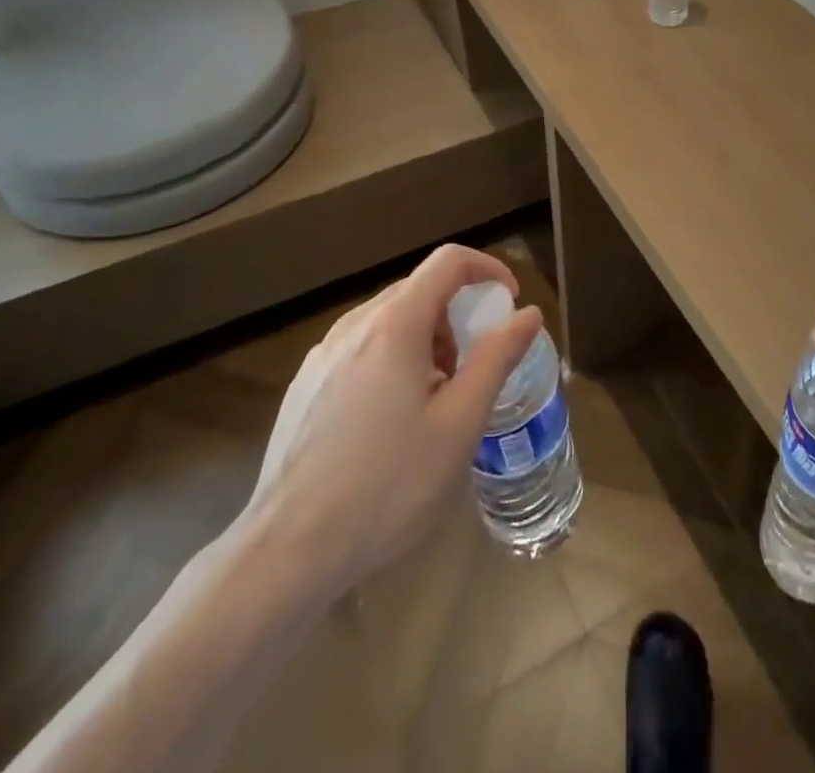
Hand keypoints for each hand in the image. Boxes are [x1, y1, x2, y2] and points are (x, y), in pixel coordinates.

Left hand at [240, 243, 541, 594]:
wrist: (287, 553)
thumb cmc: (388, 485)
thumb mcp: (460, 423)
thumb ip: (497, 358)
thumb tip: (527, 314)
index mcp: (395, 324)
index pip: (449, 261)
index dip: (487, 269)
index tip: (509, 303)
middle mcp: (354, 325)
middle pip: (419, 289)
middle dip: (458, 315)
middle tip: (475, 367)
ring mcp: (322, 355)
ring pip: (389, 320)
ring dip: (427, 339)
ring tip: (436, 400)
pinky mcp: (304, 385)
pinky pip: (361, 348)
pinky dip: (394, 359)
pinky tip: (392, 422)